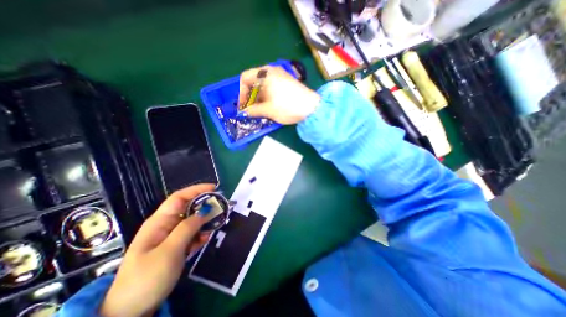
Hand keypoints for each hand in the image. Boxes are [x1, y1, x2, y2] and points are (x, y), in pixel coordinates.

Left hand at [99, 184, 214, 316]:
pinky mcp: (177, 246)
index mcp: (159, 221)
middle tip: (221, 208)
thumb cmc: (147, 278)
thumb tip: (206, 210)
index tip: (214, 188)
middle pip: (189, 208)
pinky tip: (205, 240)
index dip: (197, 190)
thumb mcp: (170, 251)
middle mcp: (166, 225)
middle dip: (205, 206)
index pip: (179, 197)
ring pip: (193, 221)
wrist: (131, 312)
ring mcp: (172, 236)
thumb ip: (188, 228)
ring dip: (205, 222)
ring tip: (214, 226)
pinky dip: (201, 235)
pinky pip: (192, 234)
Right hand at [237, 65, 319, 123]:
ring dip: (258, 98)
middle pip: (254, 81)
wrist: (312, 108)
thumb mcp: (268, 110)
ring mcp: (280, 76)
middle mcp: (272, 71)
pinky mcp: (286, 83)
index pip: (245, 78)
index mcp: (265, 73)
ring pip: (263, 85)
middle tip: (251, 109)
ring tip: (259, 110)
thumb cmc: (287, 107)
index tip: (244, 106)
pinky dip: (267, 96)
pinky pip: (271, 87)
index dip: (241, 93)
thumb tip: (244, 112)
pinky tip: (268, 106)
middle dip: (250, 96)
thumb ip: (253, 110)